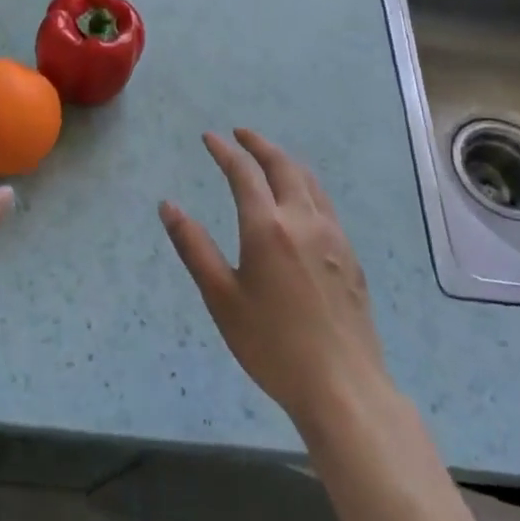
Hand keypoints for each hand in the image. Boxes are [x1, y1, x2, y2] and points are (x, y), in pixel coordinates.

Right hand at [160, 130, 387, 437]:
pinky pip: (325, 205)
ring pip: (310, 182)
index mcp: (268, 228)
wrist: (343, 386)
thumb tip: (168, 206)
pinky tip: (300, 202)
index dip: (225, 151)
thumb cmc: (271, 344)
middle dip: (259, 145)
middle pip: (283, 166)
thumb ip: (194, 247)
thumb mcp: (220, 297)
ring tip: (269, 159)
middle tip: (240, 134)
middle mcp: (304, 221)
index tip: (210, 138)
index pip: (244, 173)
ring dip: (286, 162)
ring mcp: (333, 238)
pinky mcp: (351, 257)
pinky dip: (305, 186)